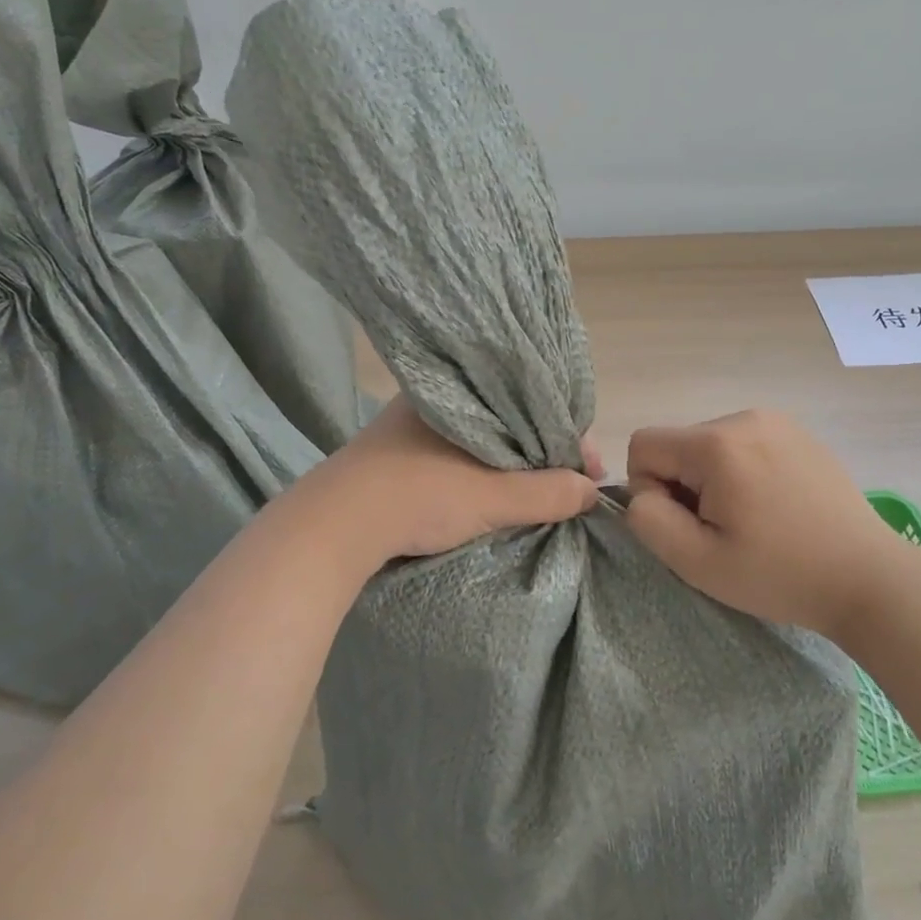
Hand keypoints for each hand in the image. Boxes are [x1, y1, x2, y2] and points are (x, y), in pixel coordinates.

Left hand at [299, 398, 602, 566]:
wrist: (330, 528)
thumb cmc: (416, 496)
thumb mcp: (491, 497)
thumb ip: (546, 492)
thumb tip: (591, 491)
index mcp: (461, 392)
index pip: (533, 405)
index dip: (569, 438)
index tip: (590, 472)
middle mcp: (438, 399)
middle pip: (512, 421)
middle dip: (546, 453)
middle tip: (572, 487)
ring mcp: (414, 426)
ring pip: (485, 440)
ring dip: (516, 464)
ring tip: (543, 493)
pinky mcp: (398, 454)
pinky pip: (460, 454)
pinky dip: (486, 471)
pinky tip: (497, 492)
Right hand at [625, 410, 920, 638]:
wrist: (869, 578)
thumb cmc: (780, 575)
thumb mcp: (697, 562)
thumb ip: (648, 520)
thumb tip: (642, 493)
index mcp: (717, 444)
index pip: (644, 444)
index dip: (649, 489)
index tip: (688, 524)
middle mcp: (744, 417)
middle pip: (679, 445)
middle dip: (685, 486)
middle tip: (725, 530)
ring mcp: (777, 421)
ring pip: (709, 446)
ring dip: (713, 480)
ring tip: (753, 520)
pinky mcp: (798, 433)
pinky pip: (744, 444)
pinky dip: (743, 472)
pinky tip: (775, 507)